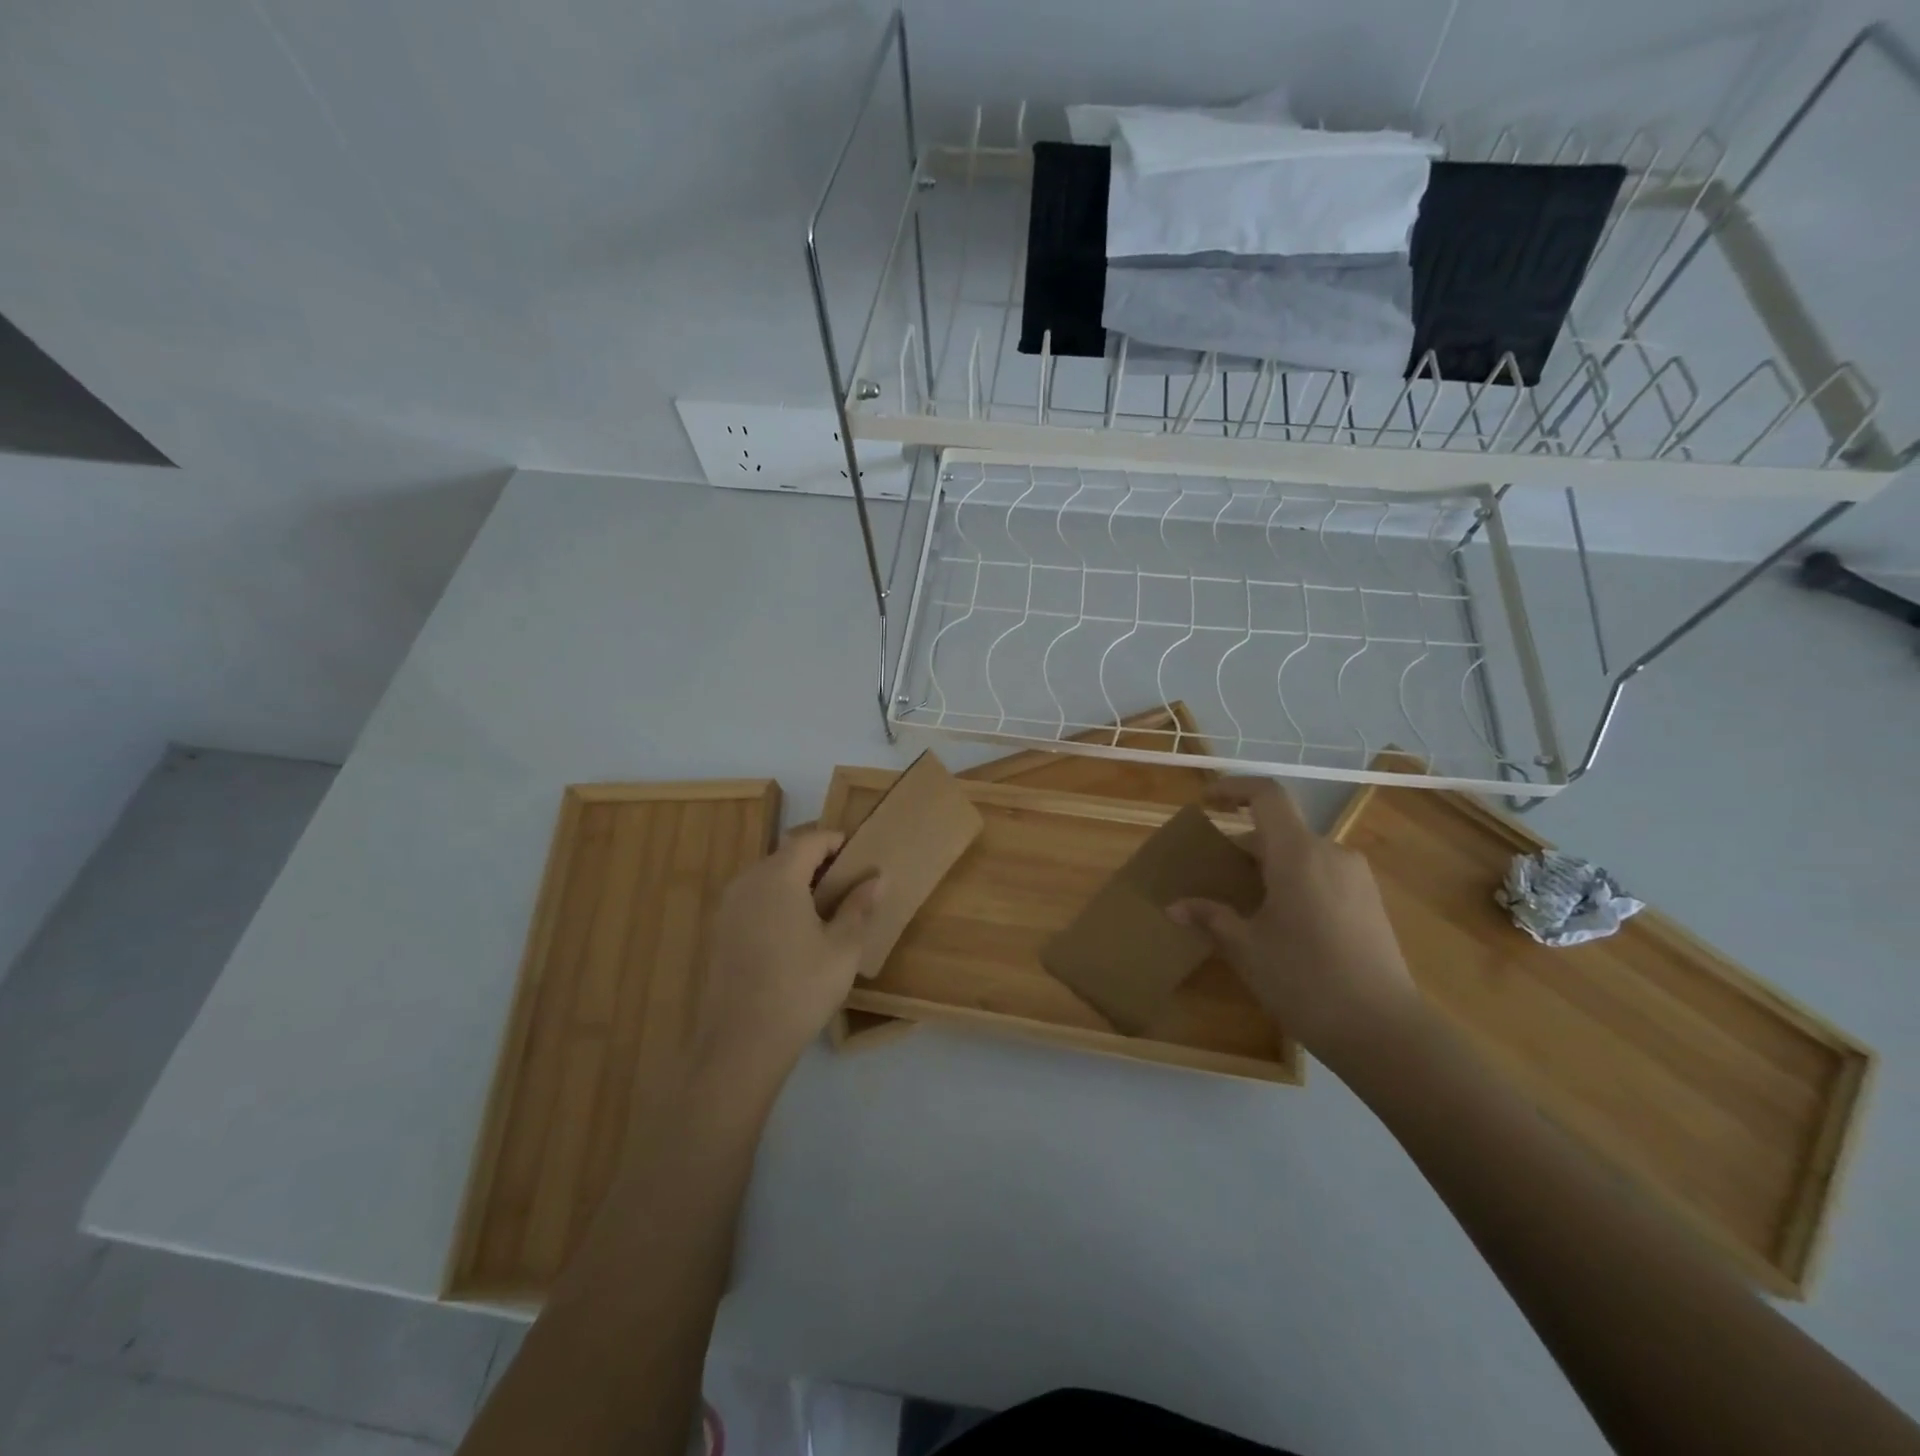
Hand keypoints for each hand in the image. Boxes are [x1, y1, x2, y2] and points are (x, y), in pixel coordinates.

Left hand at [693, 829, 881, 1092]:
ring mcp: (728, 907)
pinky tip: (794, 931)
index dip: (836, 840)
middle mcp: (747, 881)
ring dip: (795, 880)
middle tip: (847, 880)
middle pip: (785, 854)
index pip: (809, 839)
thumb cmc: (800, 989)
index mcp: (778, 877)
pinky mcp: (719, 932)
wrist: (741, 1043)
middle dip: (816, 859)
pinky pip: (753, 899)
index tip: (860, 854)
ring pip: (766, 876)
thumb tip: (877, 877)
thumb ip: (859, 906)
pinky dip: (776, 900)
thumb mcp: (843, 948)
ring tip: (825, 905)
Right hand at [1169, 778, 1421, 1062]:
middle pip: (1280, 830)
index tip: (1207, 802)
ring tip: (1245, 904)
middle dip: (1243, 845)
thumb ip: (1211, 917)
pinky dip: (1294, 882)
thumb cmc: (1305, 981)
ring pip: (1302, 855)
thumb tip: (1175, 907)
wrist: (1383, 1031)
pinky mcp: (1370, 902)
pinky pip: (1322, 875)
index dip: (1233, 788)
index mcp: (1298, 854)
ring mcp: (1356, 878)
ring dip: (1269, 867)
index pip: (1267, 795)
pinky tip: (1282, 923)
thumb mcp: (1246, 949)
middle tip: (1215, 875)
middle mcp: (1332, 853)